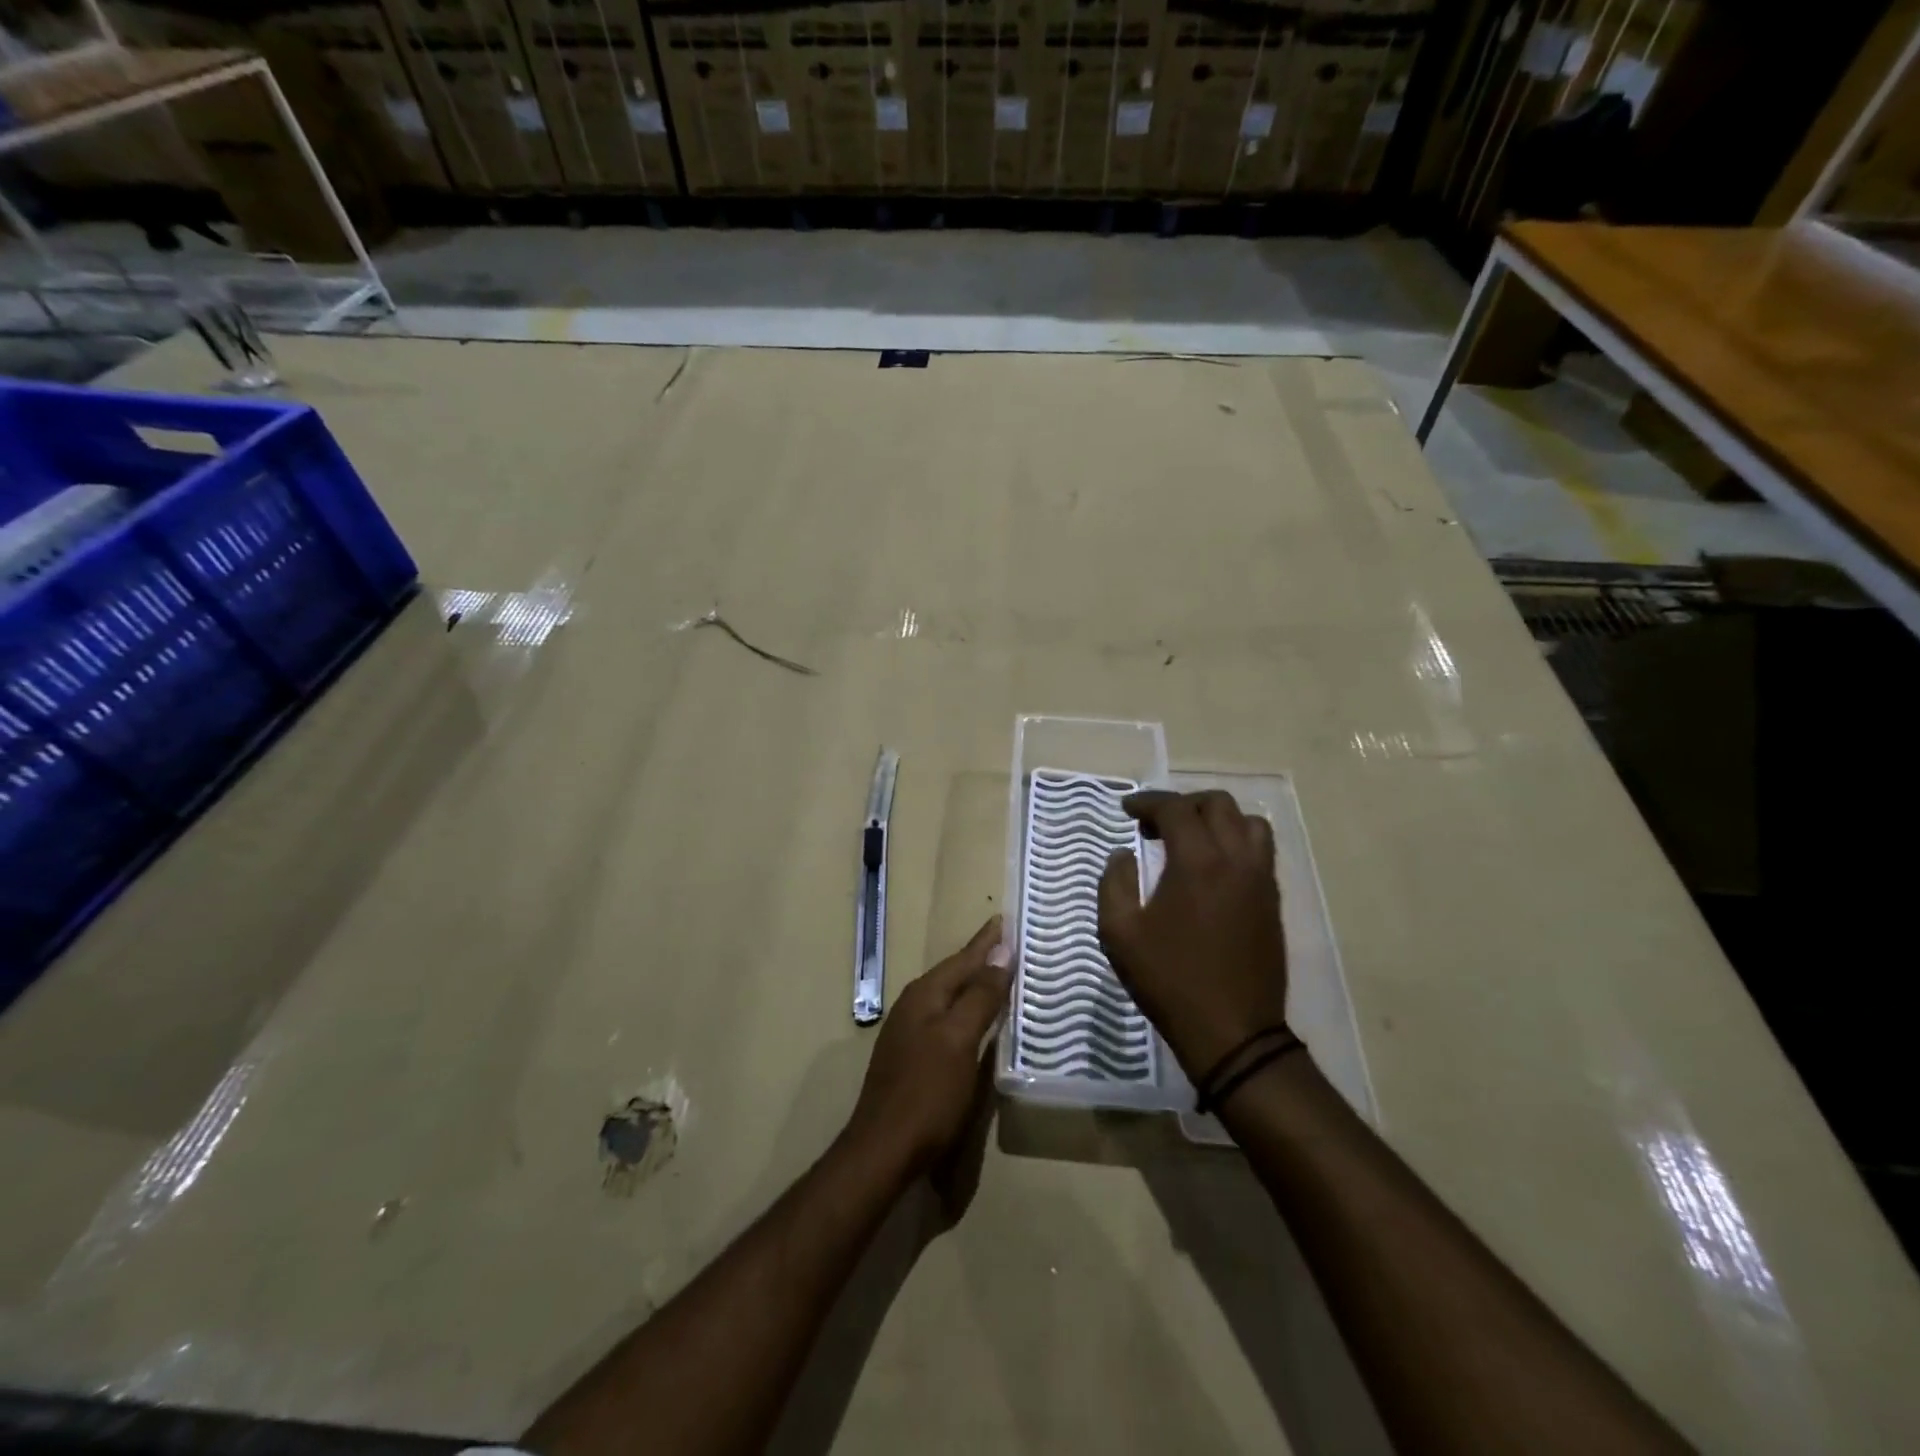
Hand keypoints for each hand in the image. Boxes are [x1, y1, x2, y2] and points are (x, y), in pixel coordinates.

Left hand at [844, 916, 1010, 1183]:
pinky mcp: (914, 1057)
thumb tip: (1002, 953)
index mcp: (925, 995)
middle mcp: (914, 1006)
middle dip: (981, 958)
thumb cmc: (927, 1092)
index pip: (963, 958)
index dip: (987, 941)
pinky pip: (947, 1020)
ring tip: (1001, 974)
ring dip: (975, 984)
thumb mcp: (959, 1040)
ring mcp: (910, 1032)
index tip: (1006, 919)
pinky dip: (967, 1011)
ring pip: (950, 997)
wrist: (883, 1149)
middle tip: (1010, 943)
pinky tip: (979, 1020)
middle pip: (954, 974)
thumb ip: (980, 996)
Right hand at [1098, 790, 1290, 1079]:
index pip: (1175, 809)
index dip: (1147, 802)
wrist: (1232, 1033)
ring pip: (1248, 823)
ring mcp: (1261, 880)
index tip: (1126, 809)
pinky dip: (1235, 840)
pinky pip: (1260, 850)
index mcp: (1198, 862)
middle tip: (1155, 824)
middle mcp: (1236, 860)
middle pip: (1217, 804)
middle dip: (1183, 803)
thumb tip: (1123, 855)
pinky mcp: (1273, 901)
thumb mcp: (1119, 934)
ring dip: (1216, 819)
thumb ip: (1114, 883)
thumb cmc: (1169, 981)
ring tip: (1190, 839)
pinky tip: (1212, 867)